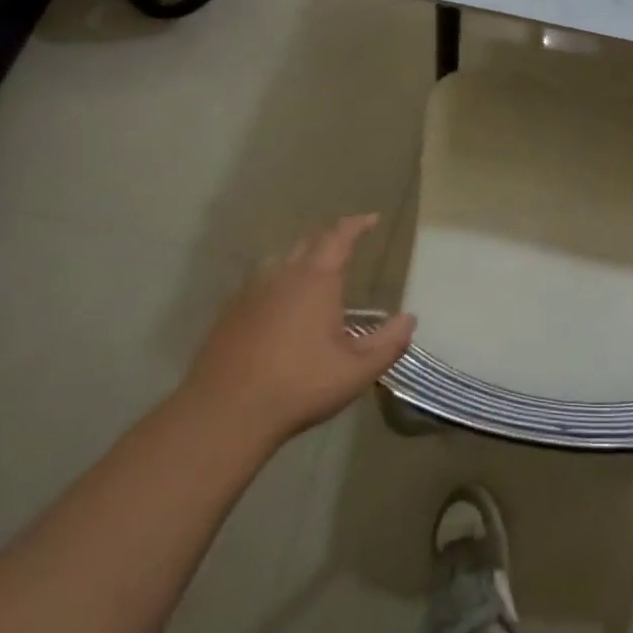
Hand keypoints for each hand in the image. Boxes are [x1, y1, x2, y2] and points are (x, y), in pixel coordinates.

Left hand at [182, 215, 415, 448]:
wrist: (223, 414)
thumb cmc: (299, 386)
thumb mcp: (357, 371)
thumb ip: (388, 343)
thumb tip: (409, 318)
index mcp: (317, 280)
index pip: (340, 237)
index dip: (357, 225)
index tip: (371, 219)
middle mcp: (283, 276)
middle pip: (308, 243)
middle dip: (330, 238)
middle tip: (346, 244)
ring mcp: (251, 293)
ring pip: (280, 261)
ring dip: (301, 259)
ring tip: (314, 273)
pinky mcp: (229, 314)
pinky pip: (258, 284)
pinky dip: (276, 283)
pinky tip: (278, 307)